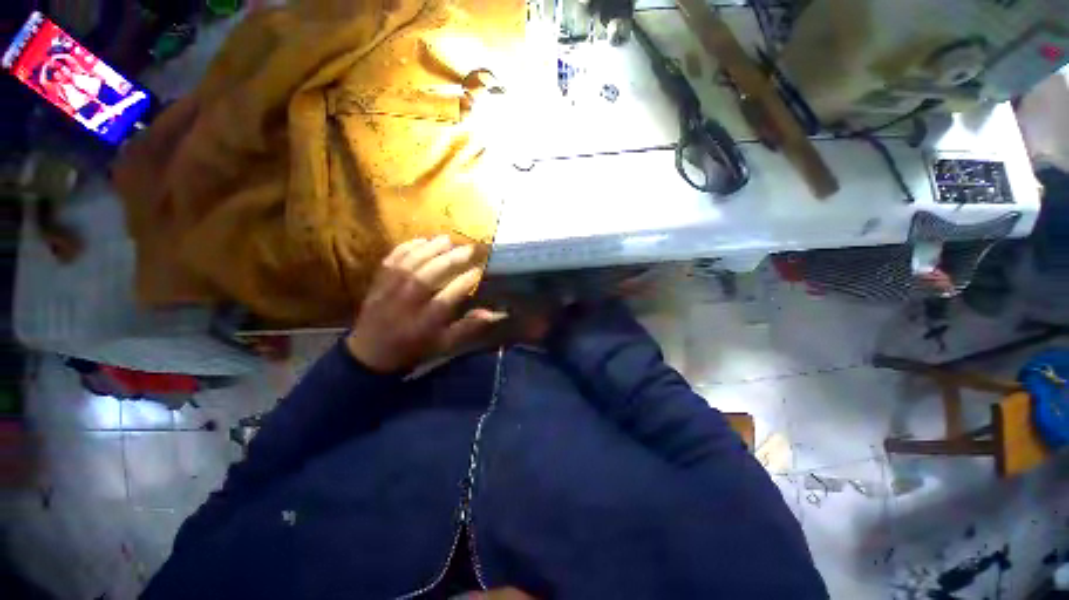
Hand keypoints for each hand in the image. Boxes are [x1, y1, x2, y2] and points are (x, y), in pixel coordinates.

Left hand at [346, 236, 503, 372]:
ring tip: (449, 239)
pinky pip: (390, 261)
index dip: (464, 282)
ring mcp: (389, 292)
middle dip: (451, 260)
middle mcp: (405, 305)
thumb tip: (495, 313)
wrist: (370, 354)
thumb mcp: (444, 344)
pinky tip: (422, 240)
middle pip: (427, 277)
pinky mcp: (377, 283)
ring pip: (409, 265)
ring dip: (430, 249)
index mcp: (424, 324)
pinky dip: (406, 248)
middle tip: (470, 248)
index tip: (480, 270)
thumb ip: (469, 327)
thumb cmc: (414, 348)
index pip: (446, 299)